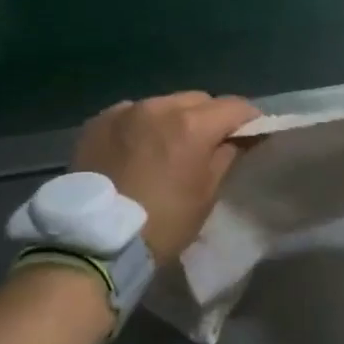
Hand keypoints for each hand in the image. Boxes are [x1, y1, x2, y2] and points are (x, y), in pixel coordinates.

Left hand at [71, 92, 260, 264]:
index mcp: (192, 124)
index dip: (249, 119)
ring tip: (169, 146)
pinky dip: (142, 125)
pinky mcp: (99, 121)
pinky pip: (132, 113)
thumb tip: (235, 140)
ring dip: (174, 119)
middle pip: (199, 100)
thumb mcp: (205, 196)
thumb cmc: (161, 224)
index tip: (252, 134)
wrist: (91, 243)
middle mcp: (159, 106)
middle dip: (210, 117)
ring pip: (164, 104)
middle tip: (210, 142)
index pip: (235, 106)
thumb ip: (225, 157)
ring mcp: (125, 110)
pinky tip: (137, 148)